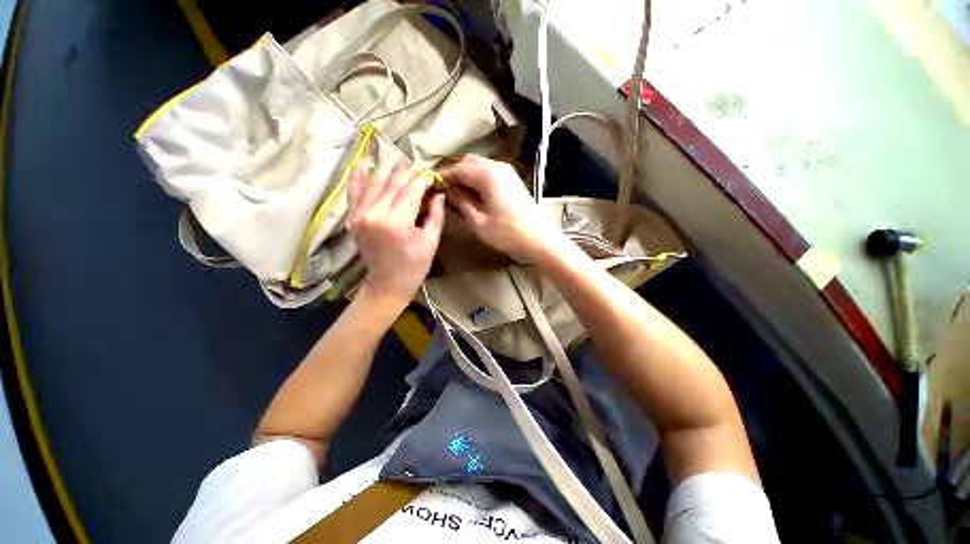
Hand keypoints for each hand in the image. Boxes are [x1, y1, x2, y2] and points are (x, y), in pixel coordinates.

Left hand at [347, 168, 444, 309]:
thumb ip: (436, 214)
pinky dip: (357, 178)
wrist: (387, 284)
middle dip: (409, 174)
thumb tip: (438, 192)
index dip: (423, 179)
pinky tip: (360, 164)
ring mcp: (360, 215)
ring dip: (387, 170)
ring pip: (374, 183)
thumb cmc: (415, 266)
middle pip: (393, 183)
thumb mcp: (431, 241)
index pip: (411, 189)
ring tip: (396, 159)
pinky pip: (353, 193)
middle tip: (420, 171)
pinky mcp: (352, 219)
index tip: (432, 176)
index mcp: (398, 222)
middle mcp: (375, 214)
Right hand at [442, 155, 568, 263]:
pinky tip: (475, 196)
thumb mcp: (478, 222)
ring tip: (459, 196)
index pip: (458, 169)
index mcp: (487, 174)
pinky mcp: (513, 180)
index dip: (443, 177)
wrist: (540, 240)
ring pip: (480, 166)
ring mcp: (508, 172)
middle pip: (469, 162)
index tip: (432, 188)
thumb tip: (447, 191)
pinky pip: (490, 173)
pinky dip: (479, 180)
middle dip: (455, 175)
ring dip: (467, 177)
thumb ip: (460, 203)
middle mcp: (498, 166)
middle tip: (446, 193)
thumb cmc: (508, 234)